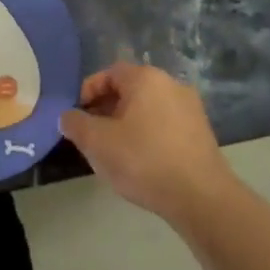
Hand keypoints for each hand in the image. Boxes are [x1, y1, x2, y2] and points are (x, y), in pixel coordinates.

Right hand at [59, 63, 235, 225]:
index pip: (109, 73)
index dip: (88, 91)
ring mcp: (190, 108)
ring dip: (126, 123)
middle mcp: (171, 84)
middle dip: (106, 109)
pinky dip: (147, 134)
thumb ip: (76, 124)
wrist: (200, 196)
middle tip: (91, 134)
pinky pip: (165, 124)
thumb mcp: (97, 142)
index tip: (77, 116)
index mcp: (146, 78)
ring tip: (113, 150)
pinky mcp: (201, 132)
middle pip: (130, 89)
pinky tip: (140, 161)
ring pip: (147, 108)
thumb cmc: (143, 160)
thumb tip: (68, 117)